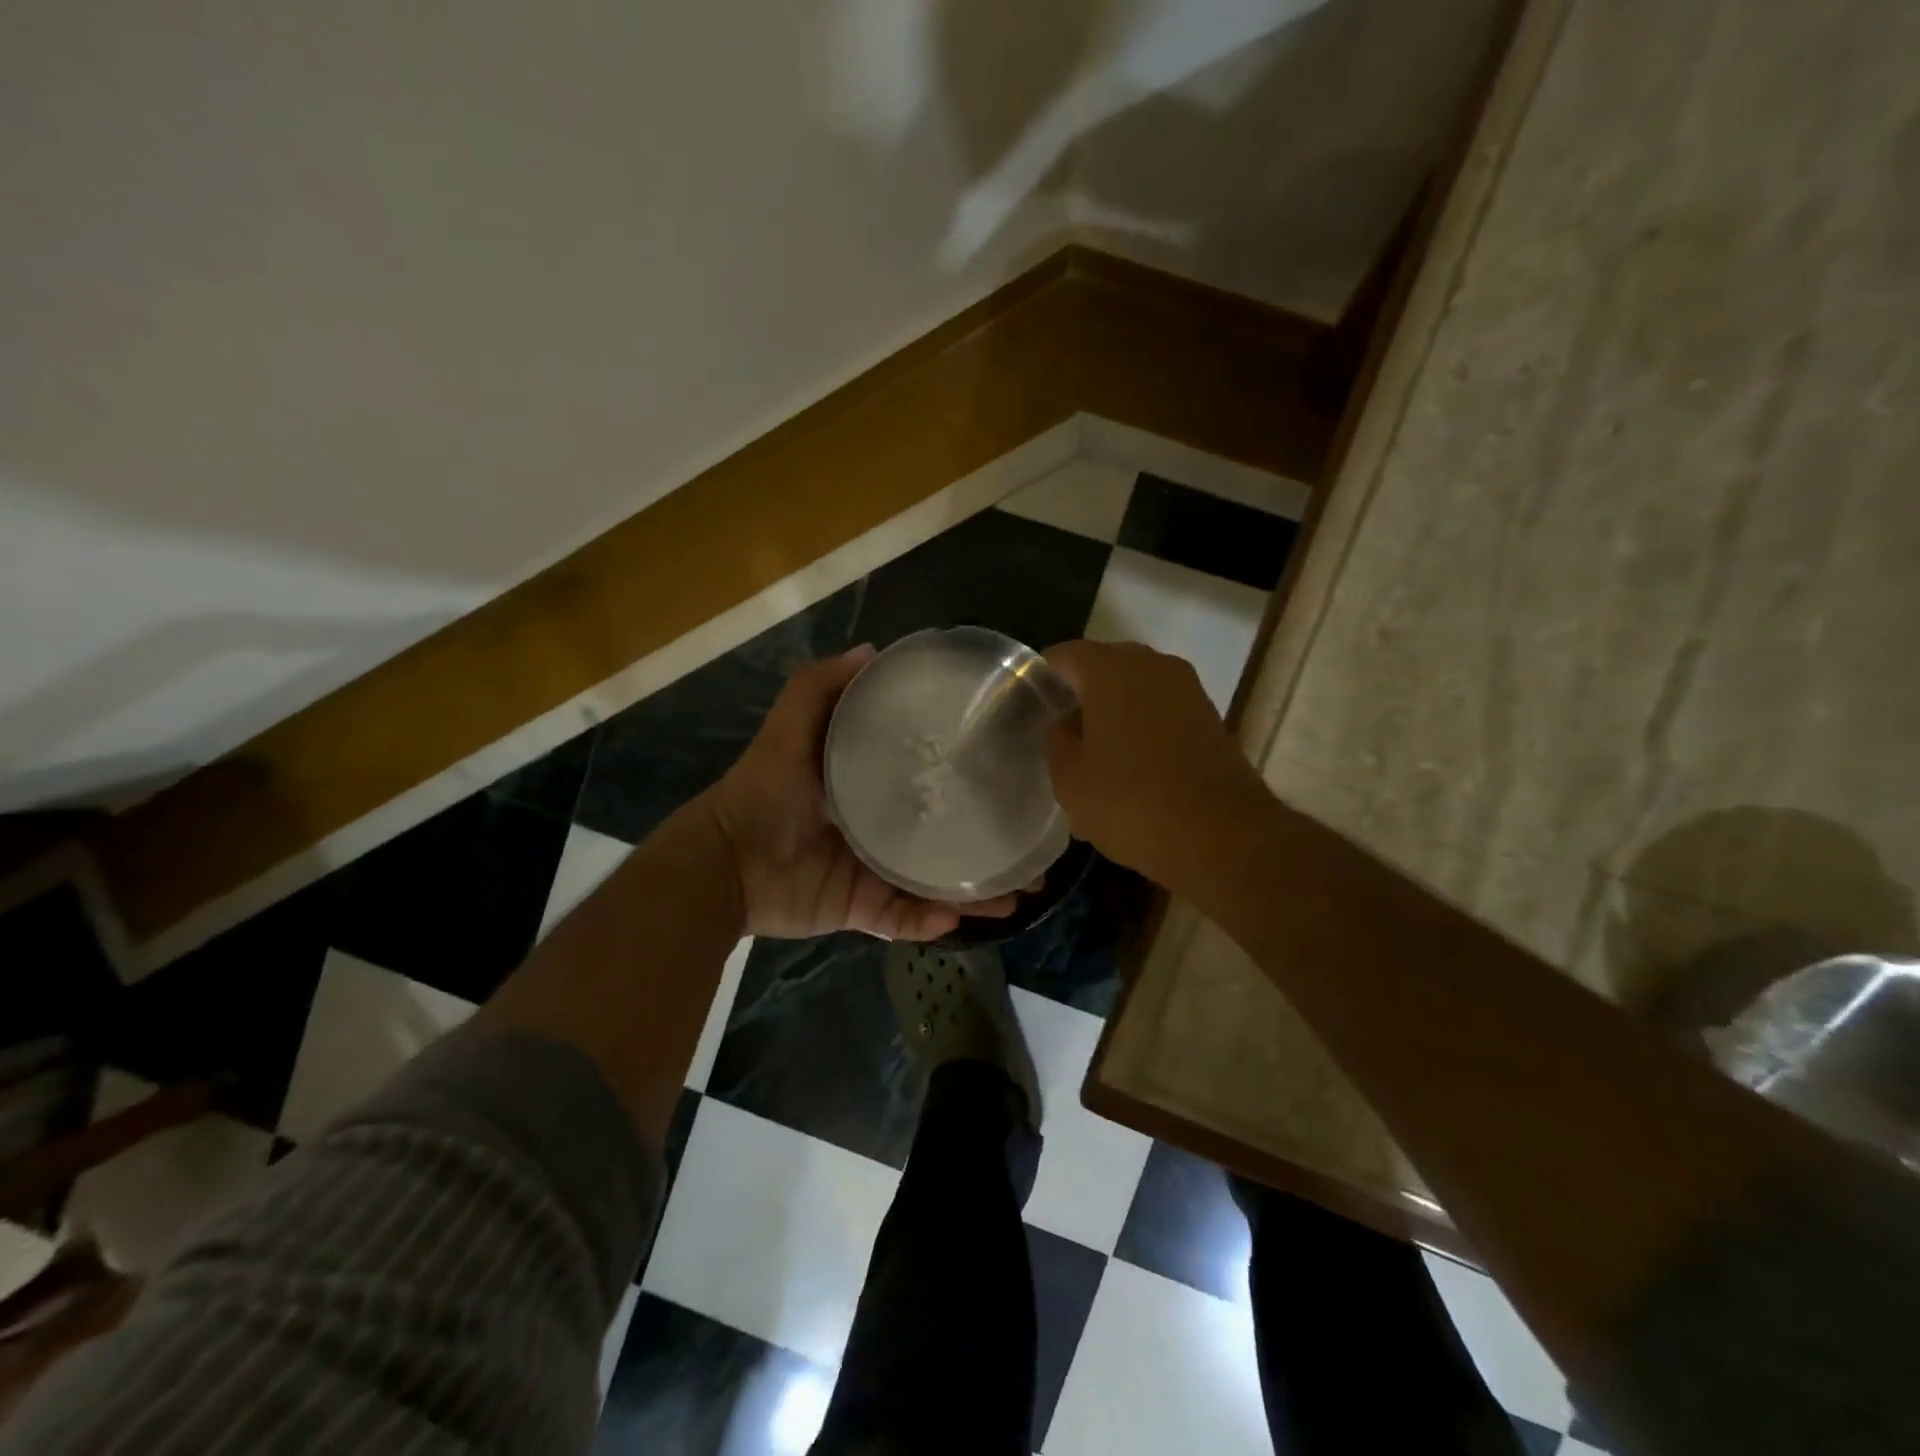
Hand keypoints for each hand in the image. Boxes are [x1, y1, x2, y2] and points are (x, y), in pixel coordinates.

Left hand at [704, 646, 1021, 939]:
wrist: (725, 863)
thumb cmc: (763, 791)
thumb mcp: (791, 727)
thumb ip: (821, 686)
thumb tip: (873, 650)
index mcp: (873, 786)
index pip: (934, 779)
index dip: (974, 781)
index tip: (1016, 778)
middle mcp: (883, 828)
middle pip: (948, 836)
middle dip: (991, 846)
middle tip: (1033, 852)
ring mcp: (875, 873)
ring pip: (937, 884)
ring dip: (978, 893)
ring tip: (1018, 893)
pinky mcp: (861, 910)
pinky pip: (903, 919)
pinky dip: (929, 922)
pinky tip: (957, 916)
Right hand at [1044, 640, 1272, 898]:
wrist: (1221, 835)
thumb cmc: (1132, 801)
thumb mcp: (1070, 780)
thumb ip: (1056, 742)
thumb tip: (1063, 725)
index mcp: (1111, 669)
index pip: (1063, 656)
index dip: (1042, 679)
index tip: (1028, 707)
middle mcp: (1152, 665)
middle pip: (1102, 668)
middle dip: (1078, 695)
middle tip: (1057, 731)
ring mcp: (1187, 689)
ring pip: (1135, 690)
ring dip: (1112, 713)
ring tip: (1093, 753)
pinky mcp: (1209, 717)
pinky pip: (1161, 710)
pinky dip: (1141, 728)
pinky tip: (1129, 766)